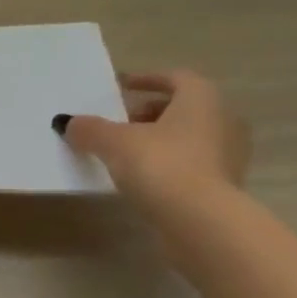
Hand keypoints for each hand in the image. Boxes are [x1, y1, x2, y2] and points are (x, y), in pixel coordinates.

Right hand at [59, 70, 250, 218]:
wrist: (200, 220)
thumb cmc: (161, 165)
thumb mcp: (114, 143)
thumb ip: (90, 129)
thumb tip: (67, 122)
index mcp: (201, 98)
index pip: (175, 77)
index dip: (146, 79)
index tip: (121, 86)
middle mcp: (223, 119)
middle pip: (182, 107)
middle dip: (149, 112)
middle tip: (119, 123)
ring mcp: (229, 154)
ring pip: (188, 136)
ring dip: (159, 139)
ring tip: (126, 153)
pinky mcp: (225, 184)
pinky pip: (192, 163)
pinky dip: (169, 163)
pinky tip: (144, 178)